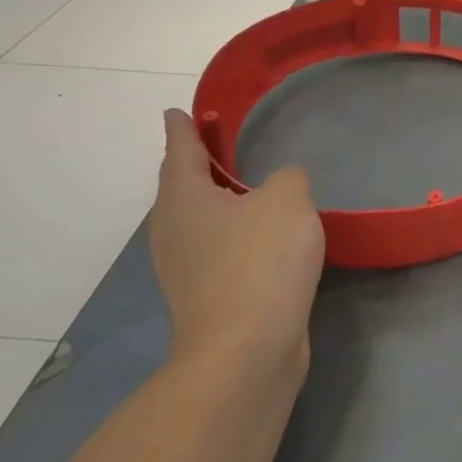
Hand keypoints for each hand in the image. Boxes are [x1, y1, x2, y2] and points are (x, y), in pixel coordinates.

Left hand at [148, 110, 326, 386]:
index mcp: (183, 199)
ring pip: (202, 221)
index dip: (182, 129)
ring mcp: (186, 268)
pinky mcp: (207, 296)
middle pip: (185, 188)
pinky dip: (237, 233)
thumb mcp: (287, 199)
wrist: (247, 349)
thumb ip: (287, 177)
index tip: (176, 112)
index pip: (181, 151)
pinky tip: (264, 235)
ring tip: (250, 187)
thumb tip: (280, 186)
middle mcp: (174, 231)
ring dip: (222, 202)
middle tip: (221, 144)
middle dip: (201, 166)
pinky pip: (220, 248)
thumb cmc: (260, 261)